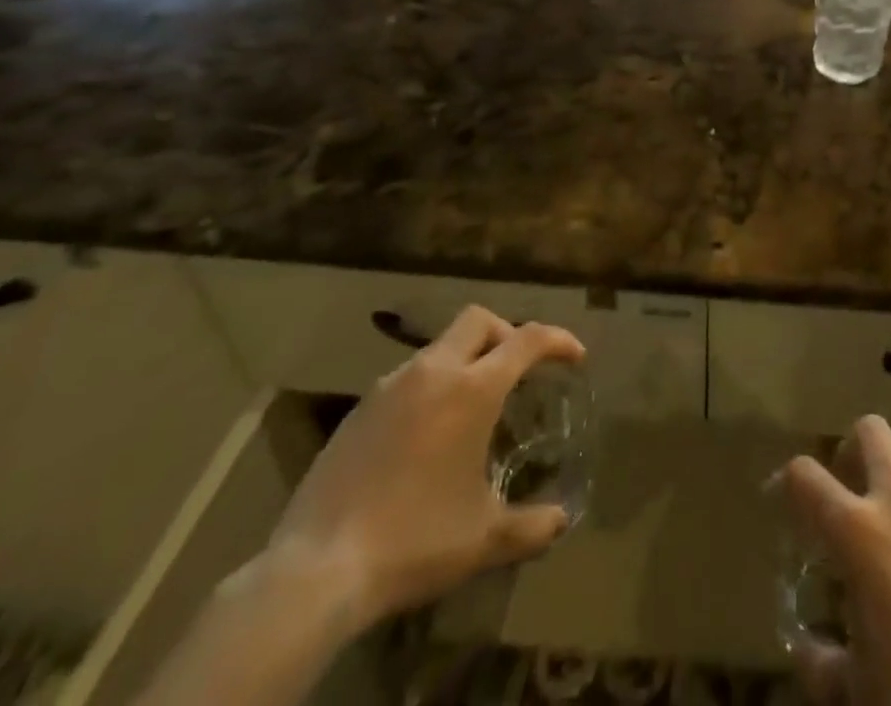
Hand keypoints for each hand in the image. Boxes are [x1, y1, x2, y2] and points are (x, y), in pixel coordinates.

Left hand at [258, 305, 586, 637]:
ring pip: (439, 346)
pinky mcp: (358, 410)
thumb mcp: (483, 539)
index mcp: (472, 389)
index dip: (558, 340)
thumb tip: (562, 521)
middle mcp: (433, 372)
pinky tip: (426, 434)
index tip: (575, 356)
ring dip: (465, 359)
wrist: (316, 570)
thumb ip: (531, 525)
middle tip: (518, 369)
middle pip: (478, 320)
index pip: (527, 339)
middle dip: (506, 333)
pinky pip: (407, 377)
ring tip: (472, 406)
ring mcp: (389, 386)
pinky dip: (430, 386)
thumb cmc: (414, 540)